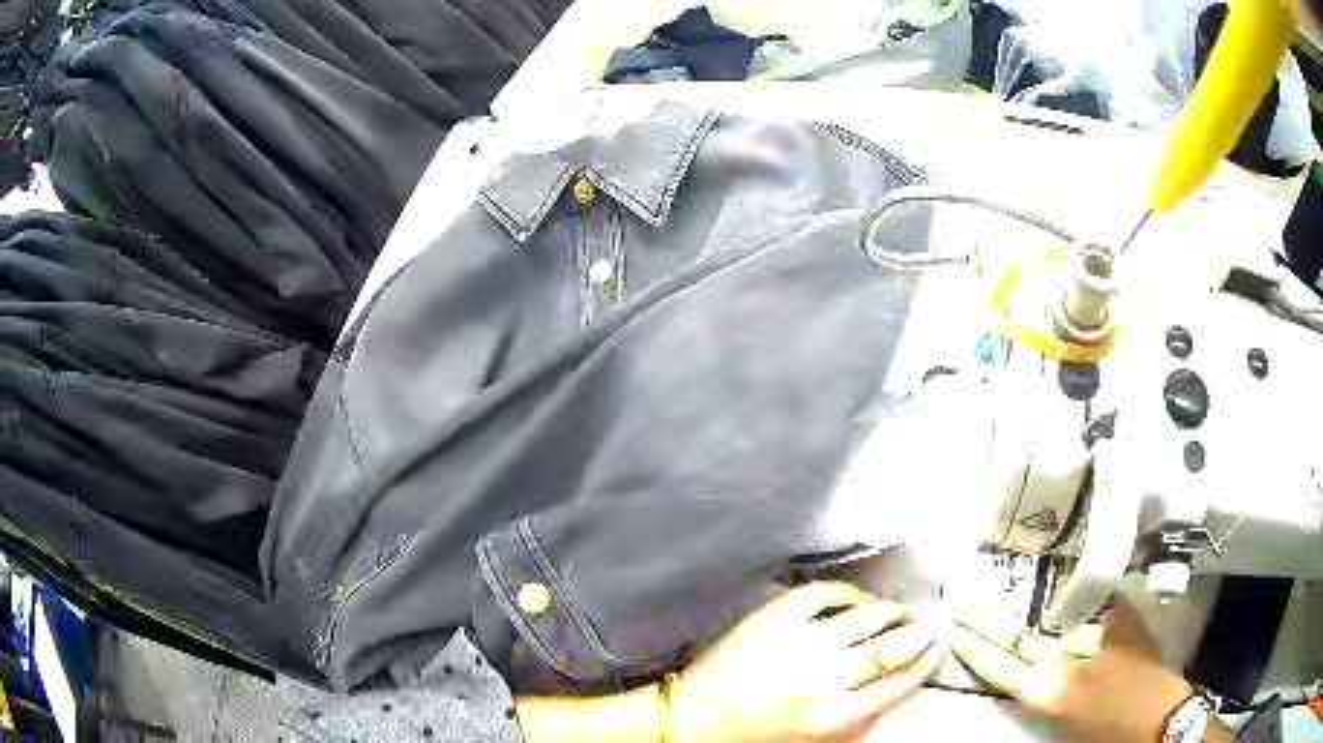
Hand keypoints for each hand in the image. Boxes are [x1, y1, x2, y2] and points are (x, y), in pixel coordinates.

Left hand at [672, 582, 943, 742]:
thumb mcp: (813, 737)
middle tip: (931, 622)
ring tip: (902, 609)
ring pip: (866, 617)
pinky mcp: (776, 618)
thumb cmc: (755, 732)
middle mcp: (823, 679)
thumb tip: (891, 683)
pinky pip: (824, 594)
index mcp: (831, 716)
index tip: (937, 648)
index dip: (924, 663)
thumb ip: (855, 715)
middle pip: (891, 648)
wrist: (698, 715)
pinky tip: (856, 600)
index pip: (896, 685)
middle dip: (919, 633)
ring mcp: (800, 644)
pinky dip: (847, 594)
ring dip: (892, 611)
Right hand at [950, 598, 1203, 741]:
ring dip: (1025, 606)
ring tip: (1002, 594)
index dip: (972, 644)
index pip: (998, 664)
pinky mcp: (1121, 617)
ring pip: (1050, 615)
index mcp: (1047, 691)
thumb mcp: (1062, 719)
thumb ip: (1042, 689)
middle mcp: (1065, 658)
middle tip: (960, 603)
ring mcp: (1095, 633)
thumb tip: (1027, 665)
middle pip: (1016, 634)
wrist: (1155, 716)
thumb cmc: (1103, 730)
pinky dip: (1069, 597)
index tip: (951, 626)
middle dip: (984, 619)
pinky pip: (1087, 602)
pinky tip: (1057, 586)